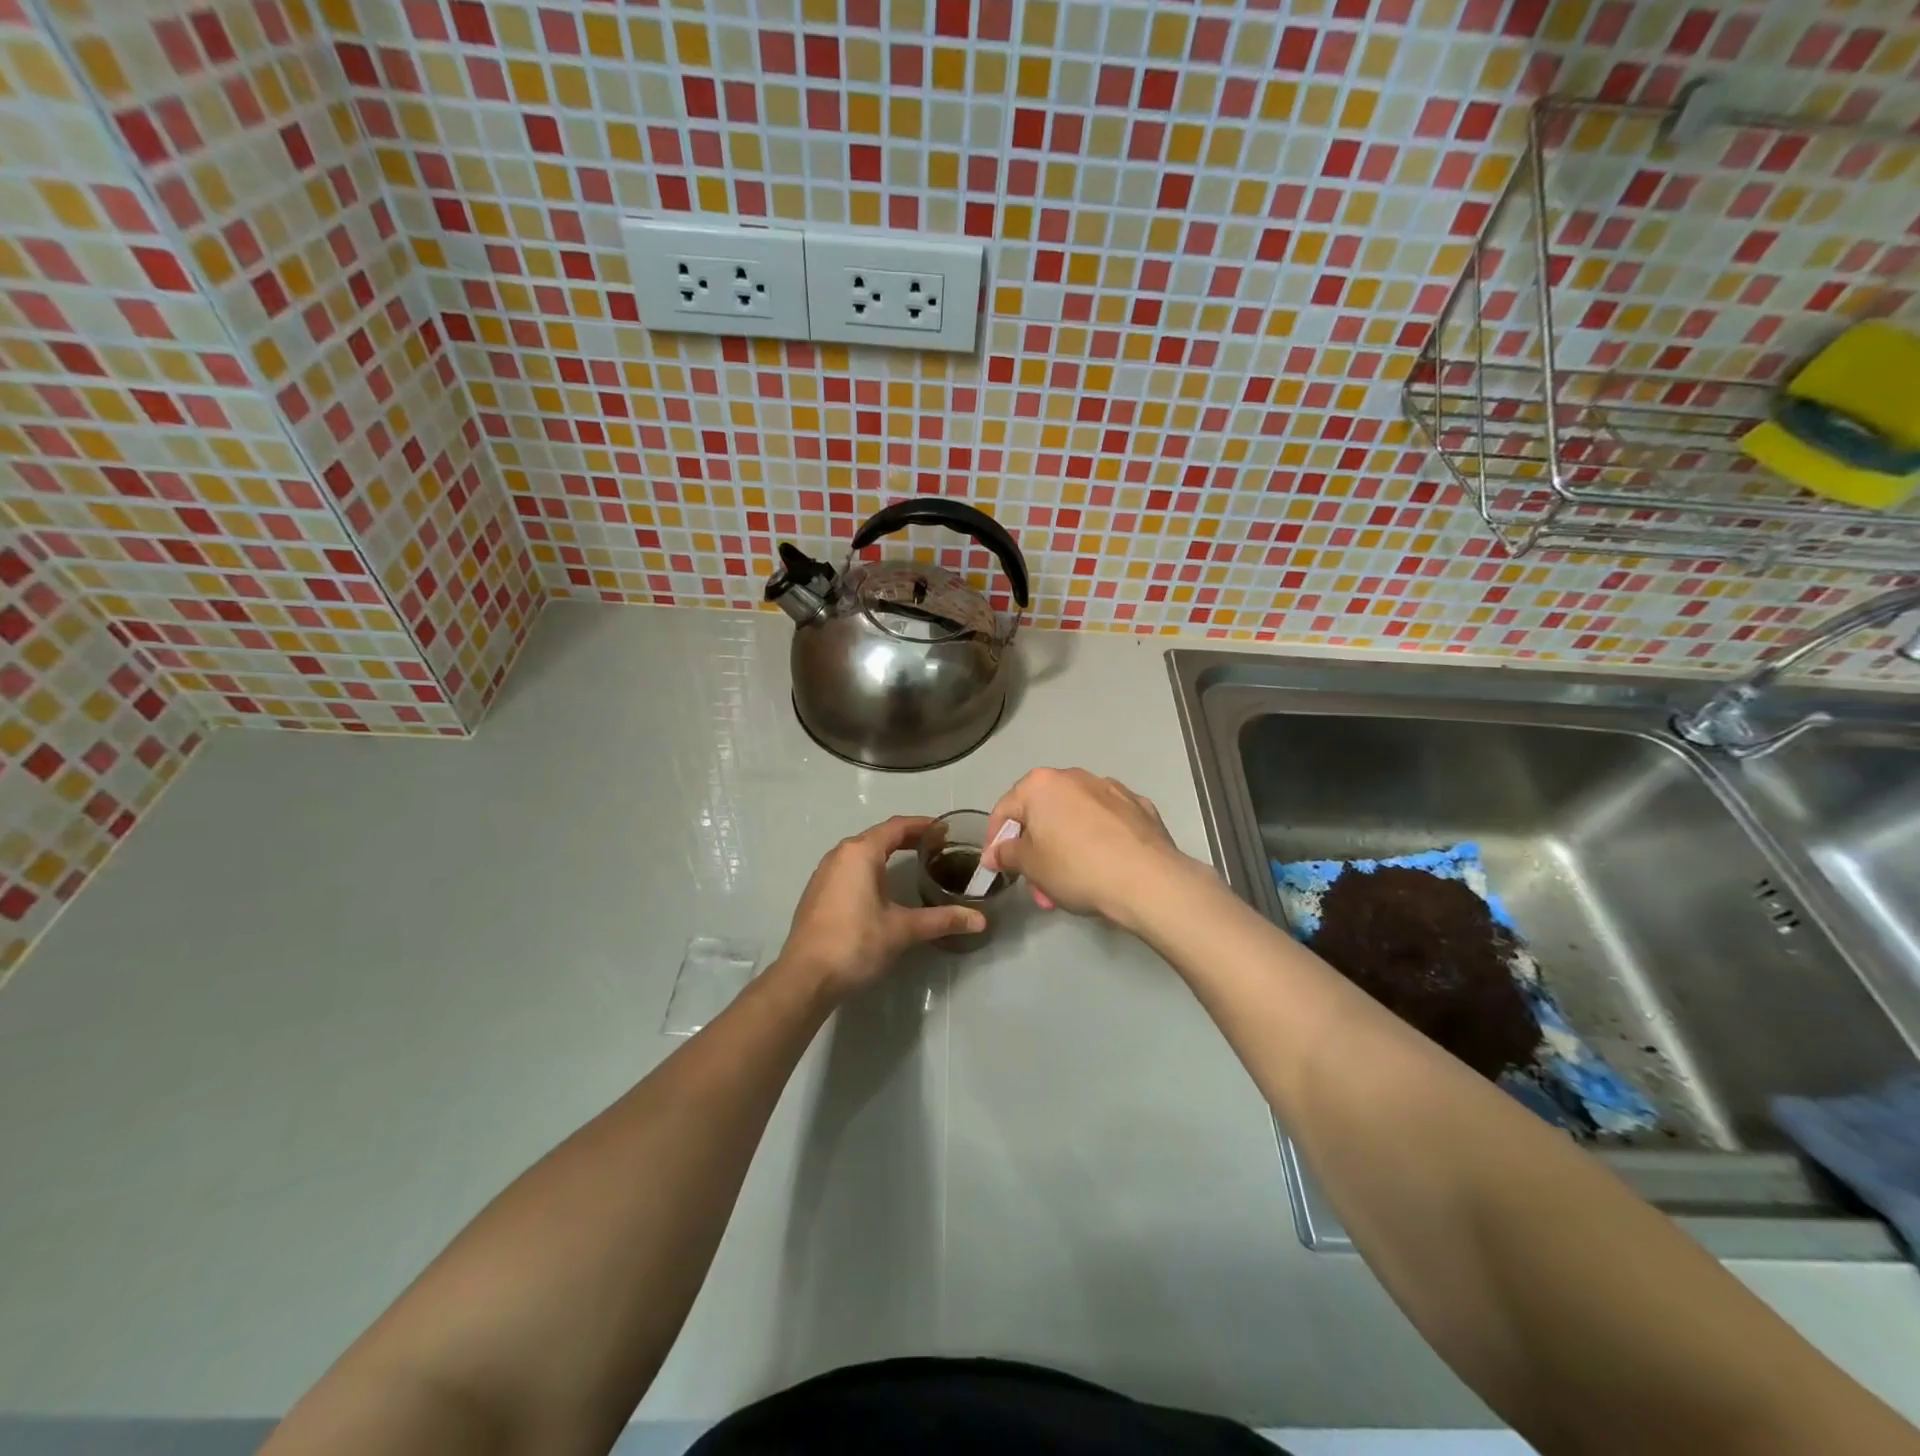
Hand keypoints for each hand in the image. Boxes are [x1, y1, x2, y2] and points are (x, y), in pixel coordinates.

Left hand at [776, 816, 984, 1002]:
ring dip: (887, 852)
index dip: (923, 825)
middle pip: (879, 836)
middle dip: (908, 838)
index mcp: (860, 852)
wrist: (805, 977)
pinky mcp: (817, 892)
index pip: (897, 826)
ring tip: (914, 862)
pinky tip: (883, 887)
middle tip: (937, 847)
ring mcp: (824, 873)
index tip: (946, 830)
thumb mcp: (902, 929)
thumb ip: (942, 920)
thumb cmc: (855, 943)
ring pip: (862, 852)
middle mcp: (840, 854)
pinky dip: (871, 868)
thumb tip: (980, 920)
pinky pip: (850, 868)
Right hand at [982, 768, 1199, 926]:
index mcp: (1042, 784)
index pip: (1005, 808)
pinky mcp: (1140, 808)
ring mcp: (1112, 789)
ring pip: (1075, 818)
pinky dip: (1098, 841)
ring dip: (1065, 847)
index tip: (998, 867)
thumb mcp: (1031, 866)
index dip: (996, 840)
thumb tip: (996, 852)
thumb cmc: (1077, 868)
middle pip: (1043, 813)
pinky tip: (1104, 868)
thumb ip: (1007, 854)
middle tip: (1039, 886)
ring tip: (1070, 885)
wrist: (1148, 880)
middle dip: (1035, 850)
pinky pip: (1107, 823)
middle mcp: (1075, 777)